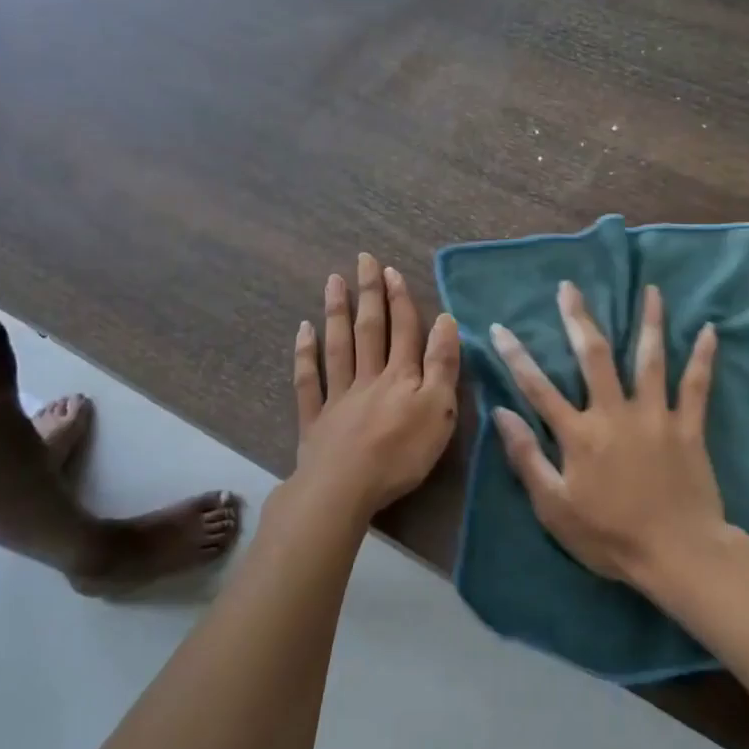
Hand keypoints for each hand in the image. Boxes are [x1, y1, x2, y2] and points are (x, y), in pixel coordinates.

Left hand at [293, 253, 460, 517]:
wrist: (344, 488)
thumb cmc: (401, 453)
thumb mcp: (439, 409)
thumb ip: (442, 364)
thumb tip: (446, 320)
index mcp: (402, 376)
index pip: (404, 330)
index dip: (400, 300)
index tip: (392, 271)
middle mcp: (369, 376)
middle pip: (370, 329)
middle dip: (369, 293)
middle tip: (363, 260)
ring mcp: (338, 396)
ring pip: (338, 346)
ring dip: (337, 312)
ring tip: (333, 281)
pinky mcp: (316, 419)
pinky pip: (308, 380)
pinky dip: (305, 354)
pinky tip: (303, 331)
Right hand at [489, 282, 724, 586]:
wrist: (677, 555)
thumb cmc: (610, 537)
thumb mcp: (554, 508)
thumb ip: (526, 458)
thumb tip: (502, 413)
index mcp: (579, 434)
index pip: (538, 387)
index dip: (516, 356)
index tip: (500, 328)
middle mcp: (615, 413)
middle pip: (593, 356)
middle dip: (578, 319)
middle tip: (570, 287)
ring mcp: (655, 416)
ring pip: (650, 358)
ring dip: (649, 321)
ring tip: (651, 289)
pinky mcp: (688, 427)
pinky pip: (696, 385)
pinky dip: (703, 357)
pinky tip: (710, 329)